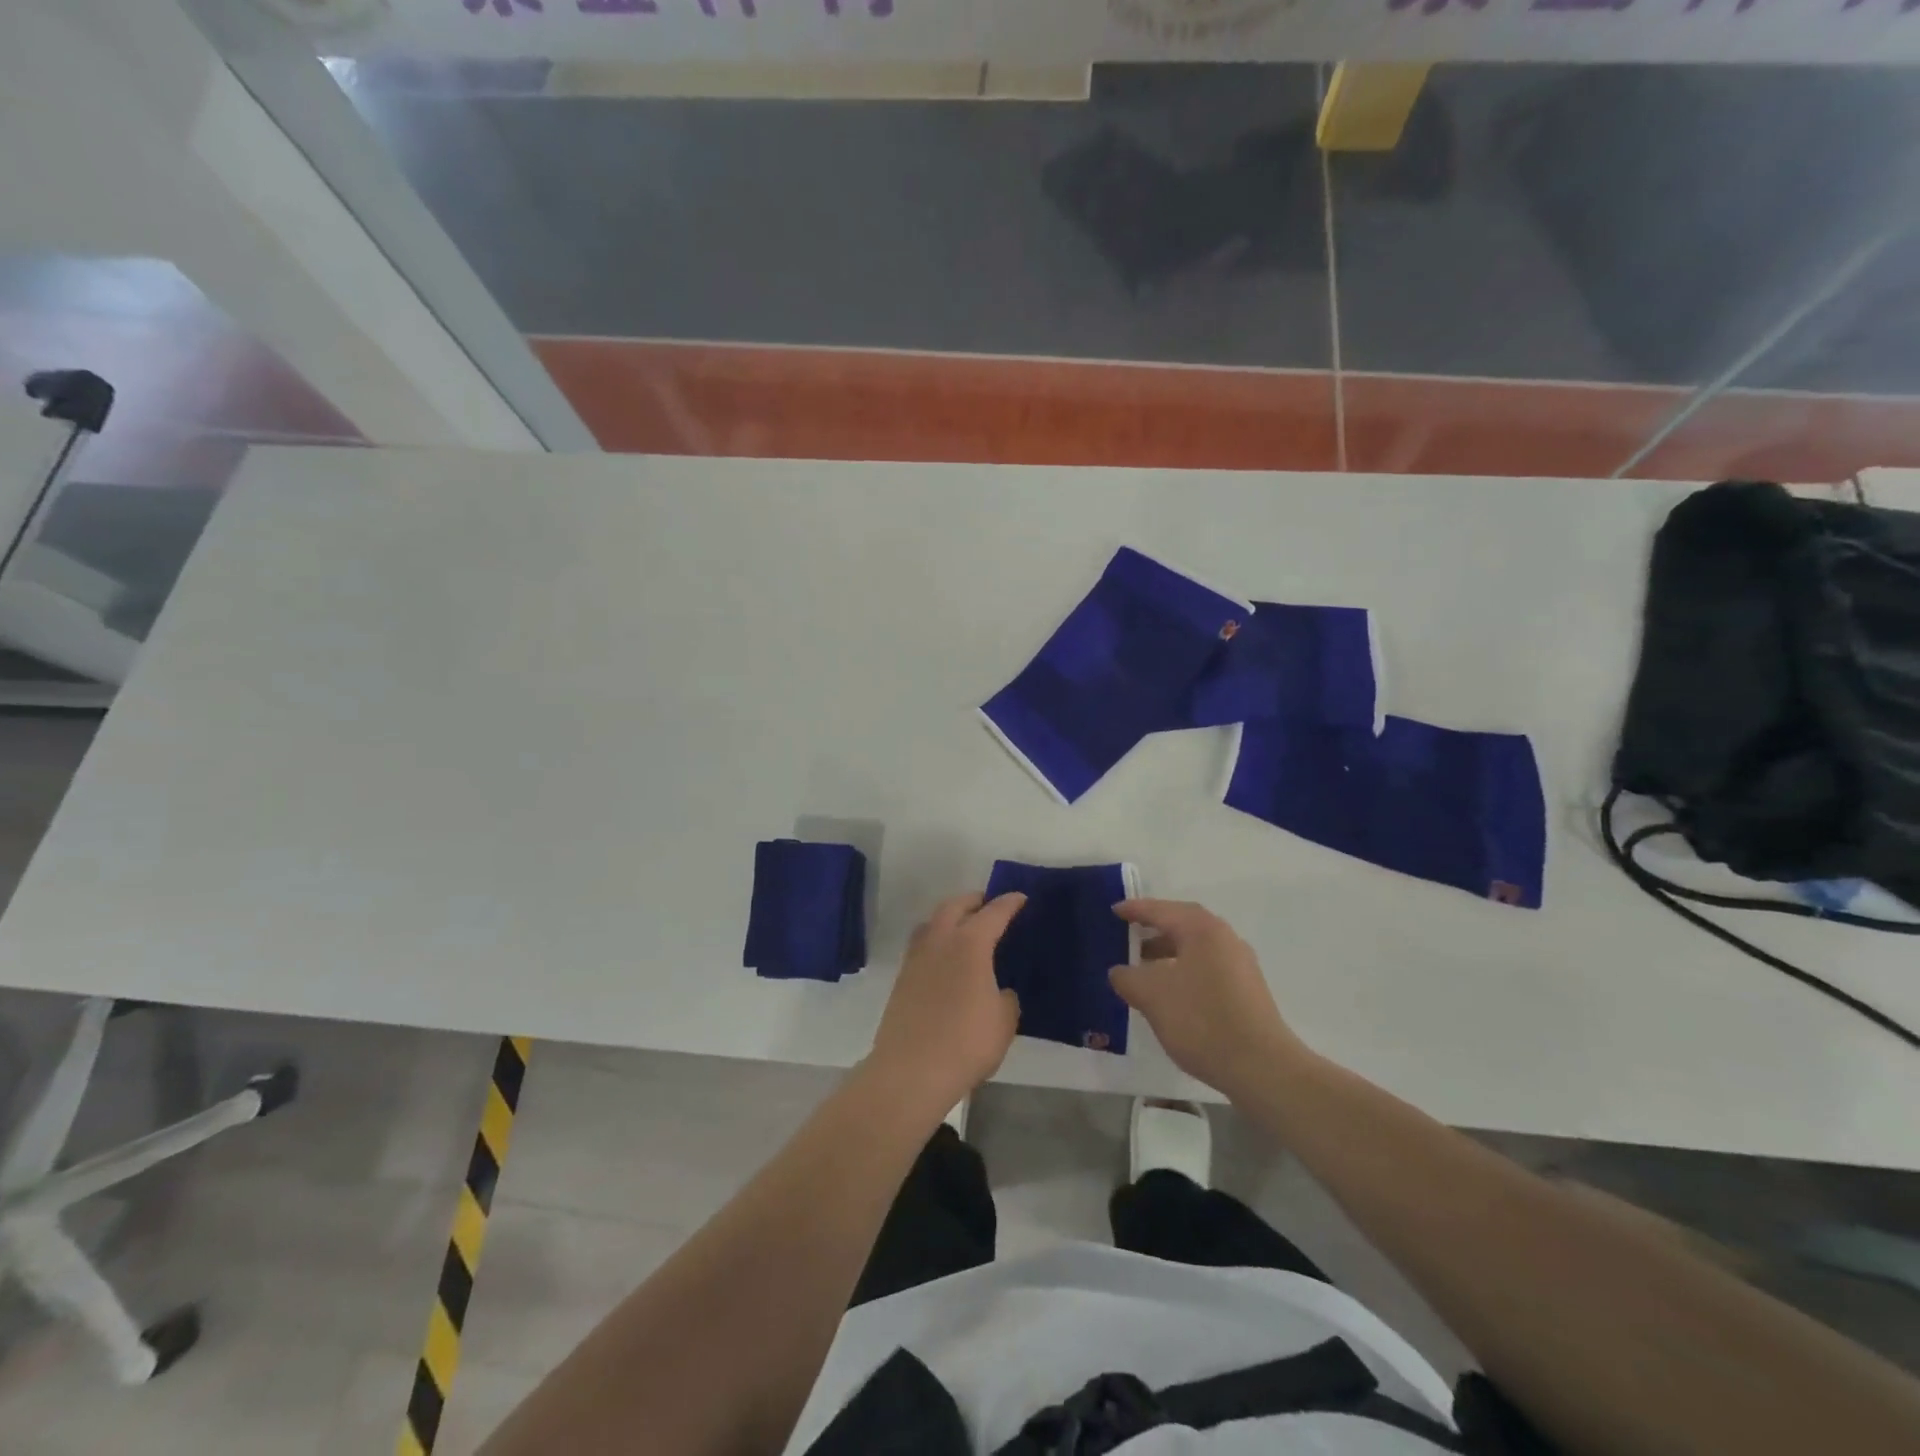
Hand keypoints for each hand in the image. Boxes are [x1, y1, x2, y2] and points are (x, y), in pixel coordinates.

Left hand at [865, 891, 1024, 1118]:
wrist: (911, 1070)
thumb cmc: (966, 1042)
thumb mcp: (1004, 1021)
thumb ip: (1006, 999)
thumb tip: (999, 991)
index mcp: (969, 944)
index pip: (993, 913)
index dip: (1009, 903)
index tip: (1020, 898)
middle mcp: (940, 941)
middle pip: (954, 906)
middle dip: (973, 901)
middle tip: (988, 905)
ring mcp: (916, 959)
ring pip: (932, 923)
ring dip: (949, 917)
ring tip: (964, 927)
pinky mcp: (902, 979)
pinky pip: (922, 946)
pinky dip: (936, 941)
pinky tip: (946, 959)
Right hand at [1109, 899, 1311, 1100]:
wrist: (1261, 1067)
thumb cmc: (1202, 1021)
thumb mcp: (1152, 996)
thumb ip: (1128, 977)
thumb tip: (1120, 972)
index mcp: (1202, 930)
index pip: (1162, 910)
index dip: (1135, 909)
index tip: (1113, 910)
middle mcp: (1225, 938)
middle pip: (1183, 923)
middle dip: (1154, 927)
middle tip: (1128, 932)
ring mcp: (1240, 964)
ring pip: (1196, 947)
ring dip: (1168, 950)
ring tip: (1143, 966)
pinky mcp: (1247, 990)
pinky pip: (1207, 966)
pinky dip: (1183, 968)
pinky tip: (1170, 992)